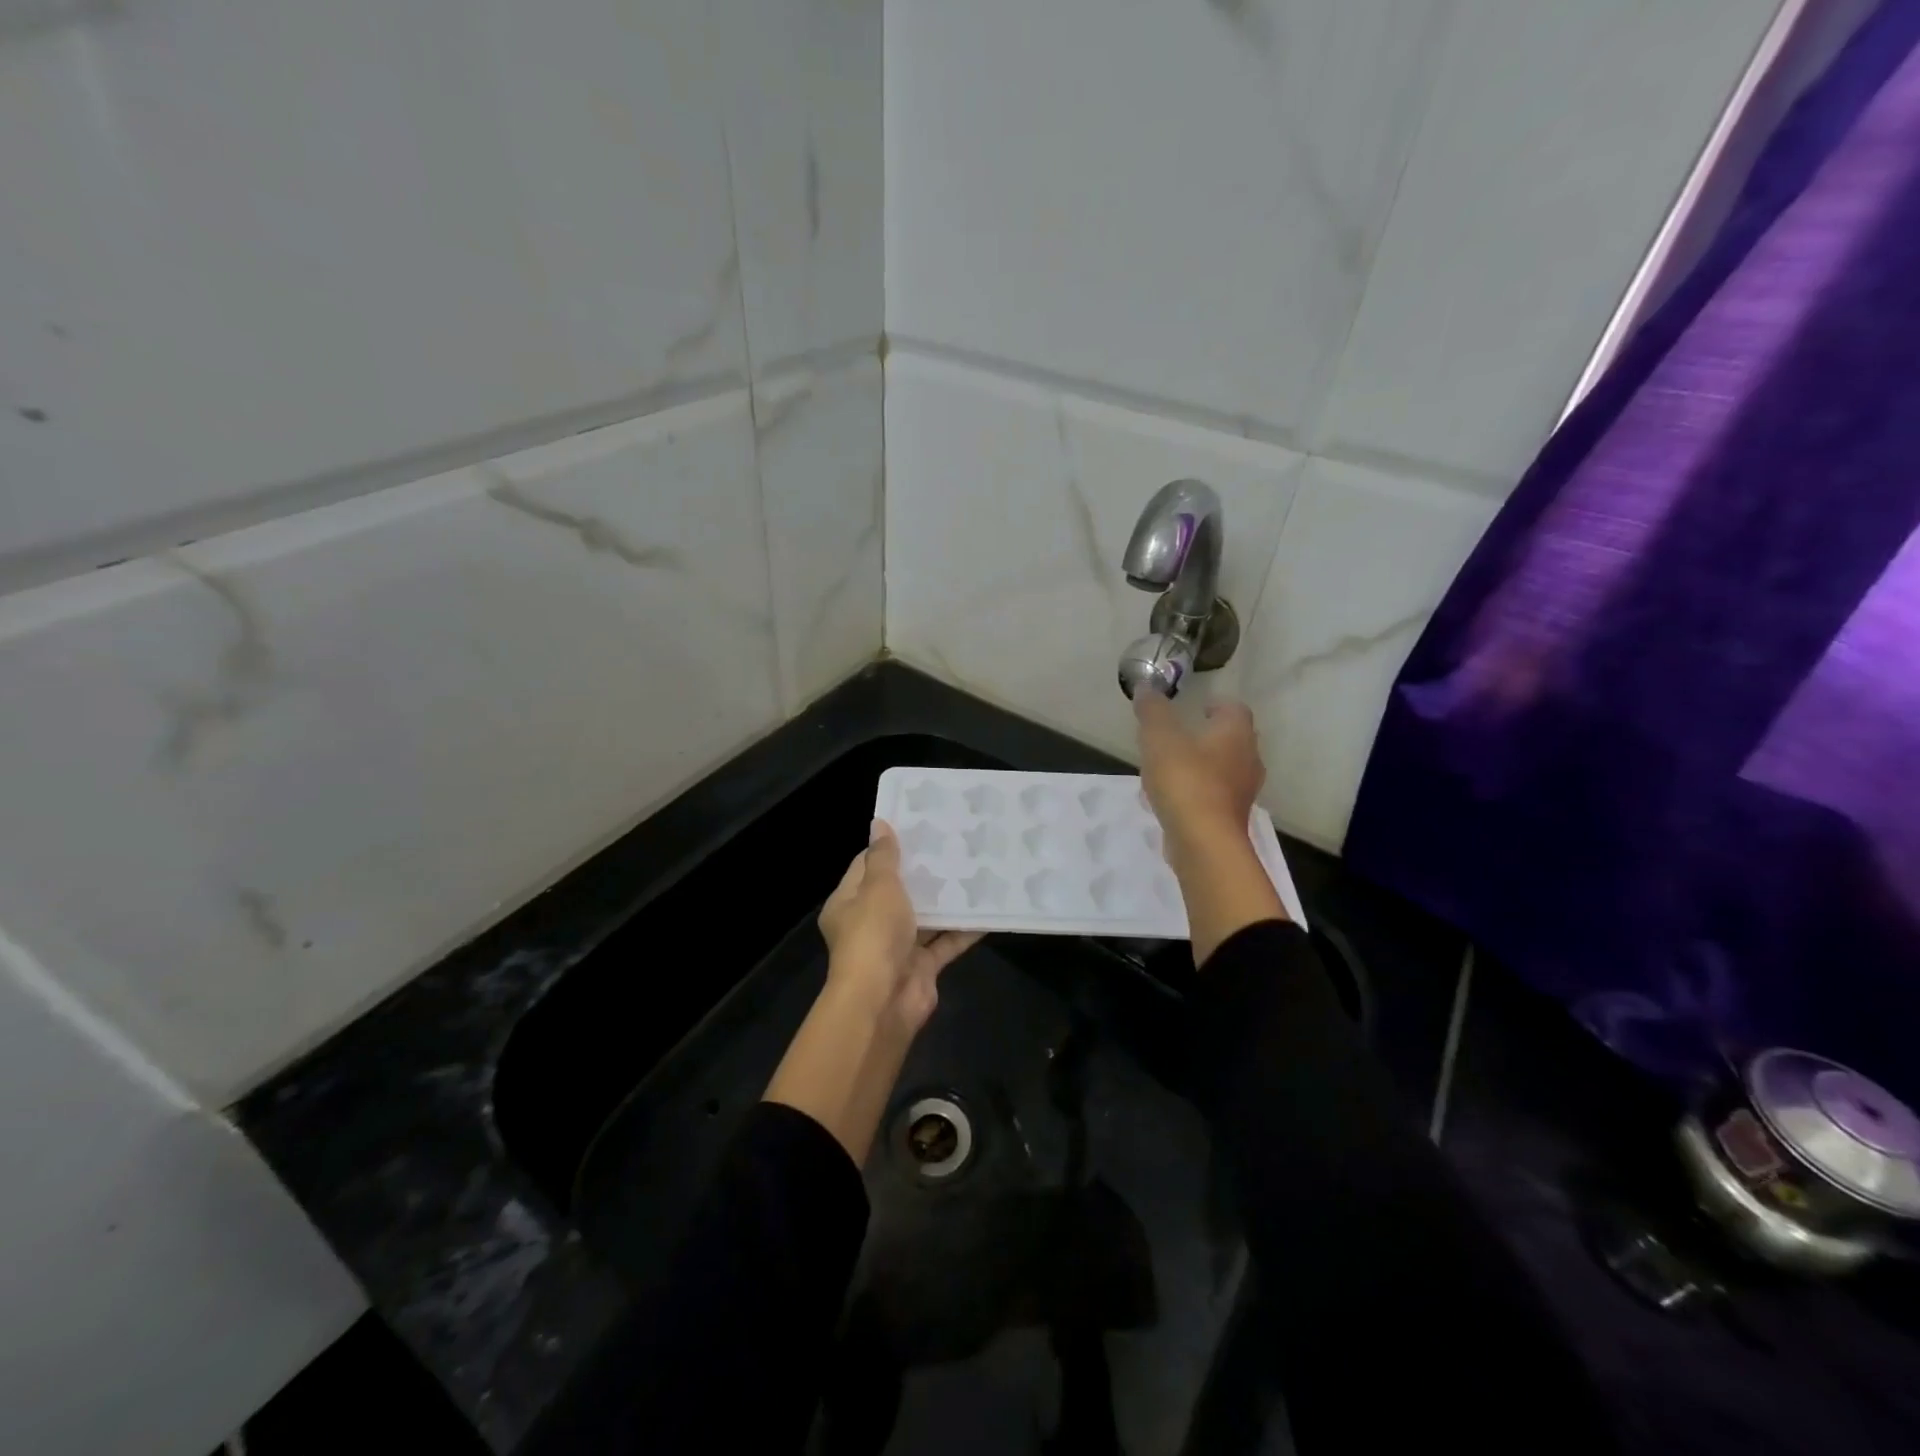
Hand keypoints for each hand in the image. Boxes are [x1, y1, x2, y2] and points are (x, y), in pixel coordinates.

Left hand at [817, 821, 981, 1033]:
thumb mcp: (878, 887)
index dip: (889, 848)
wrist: (883, 1001)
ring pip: (925, 917)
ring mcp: (897, 947)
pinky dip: (964, 929)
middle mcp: (869, 924)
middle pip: (898, 892)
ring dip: (946, 899)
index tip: (919, 828)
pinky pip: (946, 942)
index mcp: (848, 903)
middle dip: (924, 873)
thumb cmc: (873, 934)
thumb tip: (879, 824)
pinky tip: (988, 909)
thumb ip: (884, 857)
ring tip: (975, 869)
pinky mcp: (922, 966)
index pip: (866, 866)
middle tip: (953, 845)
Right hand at [1134, 690, 1264, 868]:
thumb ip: (1152, 711)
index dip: (1217, 705)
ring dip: (1204, 765)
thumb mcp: (1159, 738)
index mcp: (1236, 734)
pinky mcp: (1231, 819)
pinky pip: (1215, 796)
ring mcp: (1242, 793)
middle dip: (1211, 736)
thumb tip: (1146, 687)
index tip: (1198, 708)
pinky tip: (1172, 798)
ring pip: (1225, 770)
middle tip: (1184, 735)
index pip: (1235, 709)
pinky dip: (1198, 791)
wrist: (1203, 842)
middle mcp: (1248, 760)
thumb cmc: (1185, 780)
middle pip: (1234, 740)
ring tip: (1173, 767)